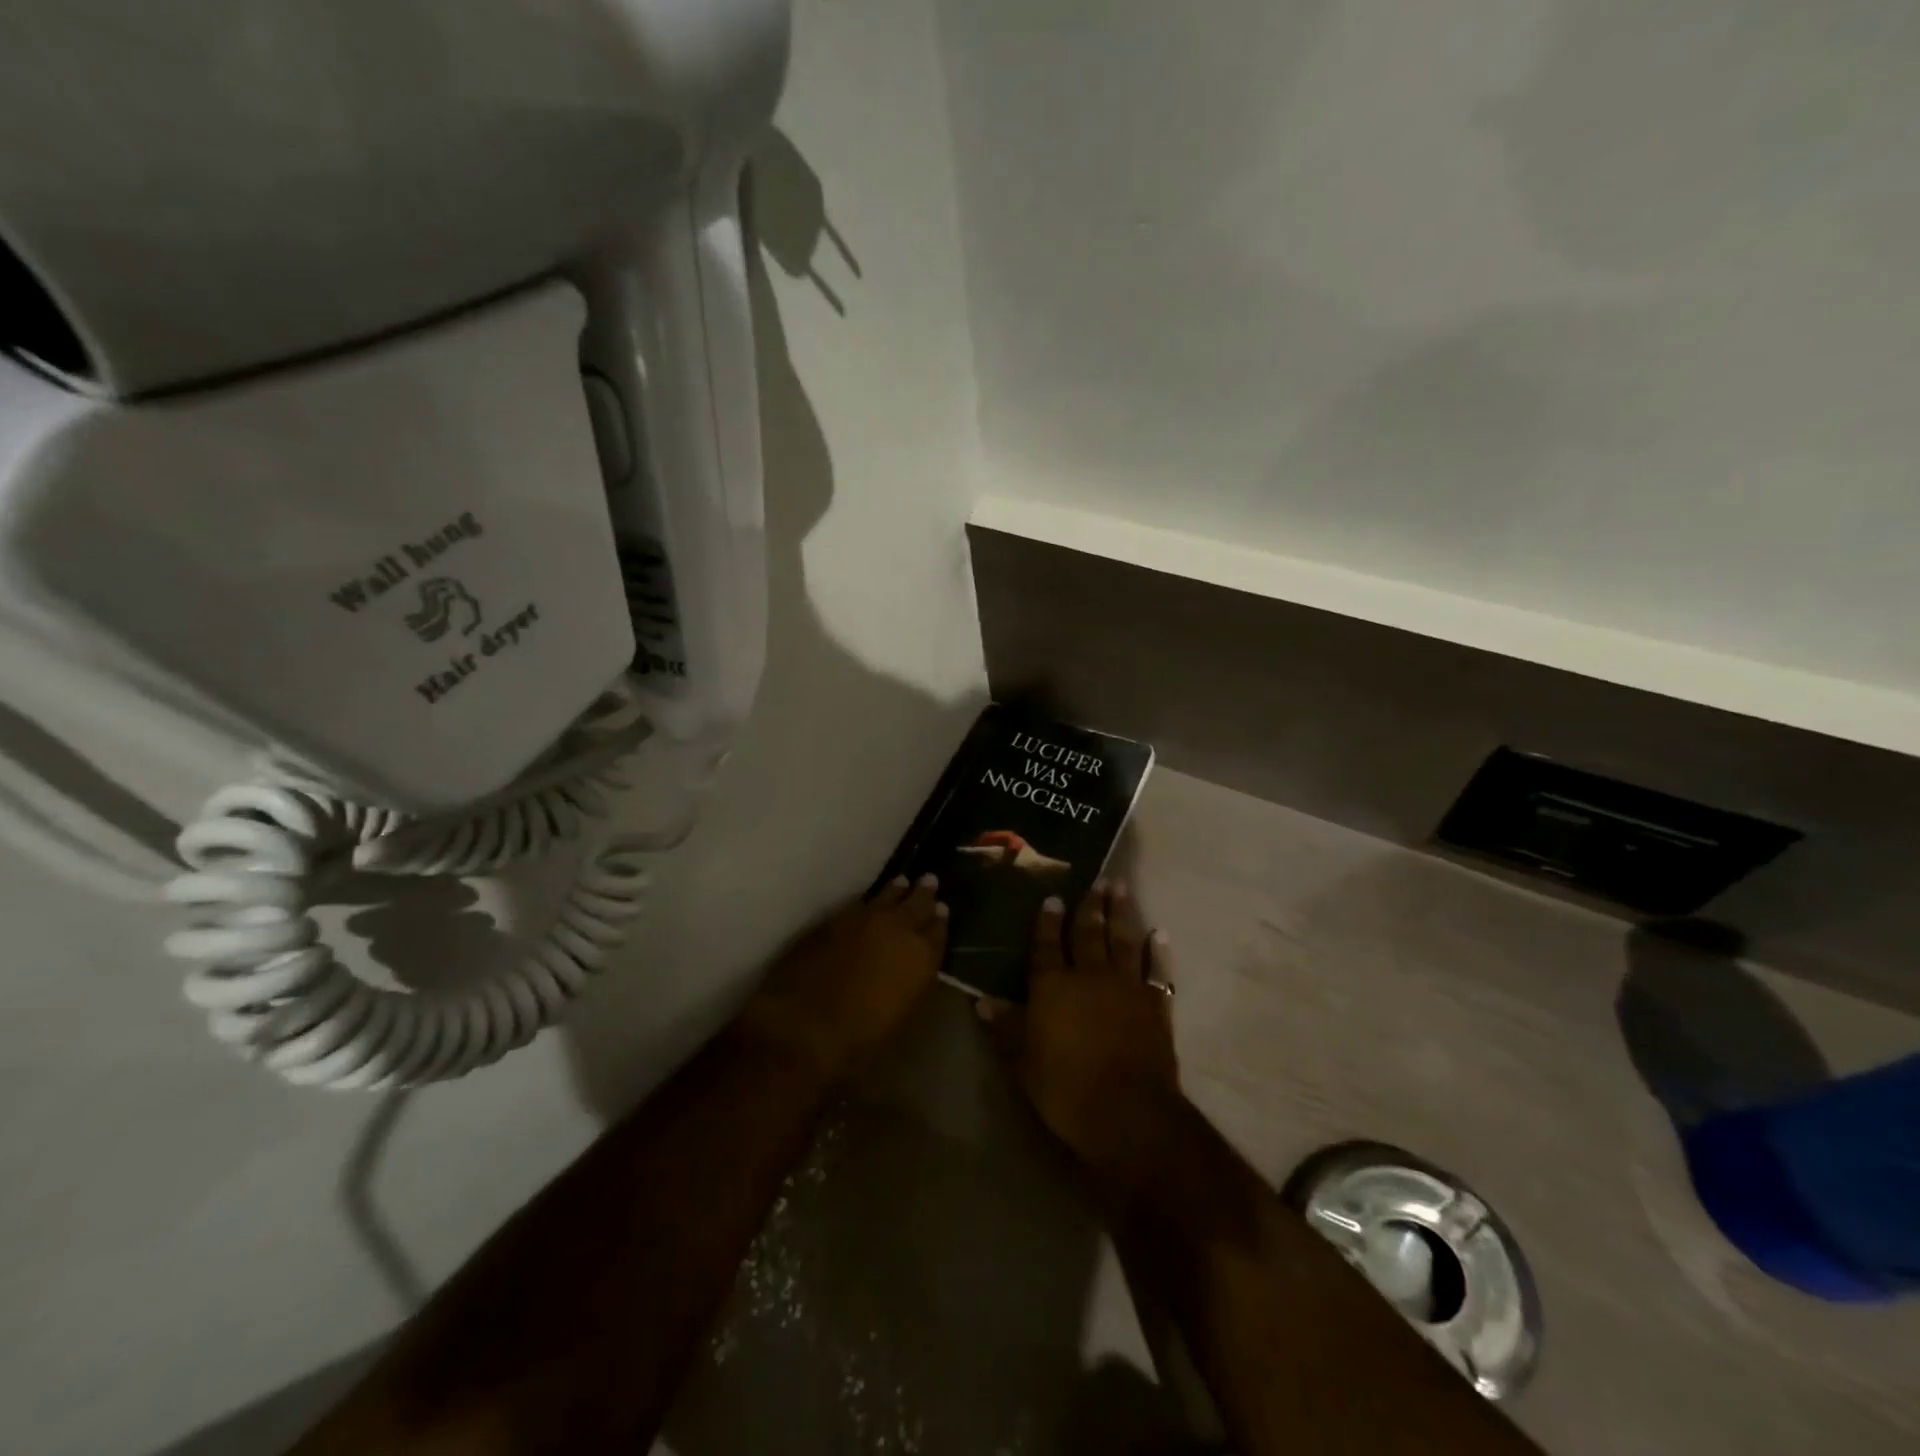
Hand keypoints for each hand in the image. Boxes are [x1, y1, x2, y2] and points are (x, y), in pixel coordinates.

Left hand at [741, 876, 946, 1082]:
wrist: (806, 1024)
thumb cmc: (861, 1036)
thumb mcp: (901, 1013)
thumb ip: (912, 982)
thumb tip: (913, 967)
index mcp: (922, 956)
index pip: (938, 931)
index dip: (940, 920)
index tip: (942, 911)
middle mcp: (900, 928)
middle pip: (917, 904)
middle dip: (924, 894)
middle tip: (930, 881)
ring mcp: (867, 918)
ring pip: (889, 895)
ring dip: (897, 890)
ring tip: (903, 882)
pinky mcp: (837, 917)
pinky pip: (861, 902)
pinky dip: (870, 900)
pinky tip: (870, 901)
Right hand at [981, 880, 1181, 1187]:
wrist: (1128, 1112)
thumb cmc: (1065, 1089)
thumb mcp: (1023, 1062)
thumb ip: (1006, 1028)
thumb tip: (982, 1001)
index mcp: (1053, 986)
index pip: (1046, 945)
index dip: (1047, 921)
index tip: (1052, 897)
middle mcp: (1089, 975)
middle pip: (1088, 933)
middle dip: (1090, 905)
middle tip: (1097, 880)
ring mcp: (1126, 986)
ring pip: (1122, 940)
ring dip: (1121, 913)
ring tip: (1120, 887)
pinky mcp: (1154, 1004)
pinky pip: (1156, 970)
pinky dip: (1157, 952)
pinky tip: (1158, 934)